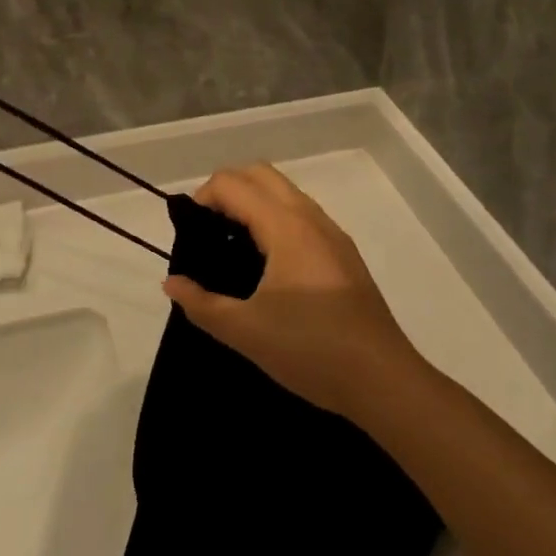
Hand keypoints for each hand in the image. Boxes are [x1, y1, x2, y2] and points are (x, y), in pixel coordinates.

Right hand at [163, 165, 421, 419]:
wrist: (384, 381)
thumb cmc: (311, 349)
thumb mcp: (245, 331)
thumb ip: (201, 304)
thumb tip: (171, 284)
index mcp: (286, 226)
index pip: (233, 183)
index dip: (202, 199)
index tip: (189, 235)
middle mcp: (310, 218)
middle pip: (260, 174)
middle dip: (226, 190)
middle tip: (207, 231)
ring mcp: (332, 234)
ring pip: (284, 193)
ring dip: (252, 203)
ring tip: (232, 248)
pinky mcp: (344, 255)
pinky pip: (301, 215)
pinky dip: (274, 219)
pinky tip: (267, 267)